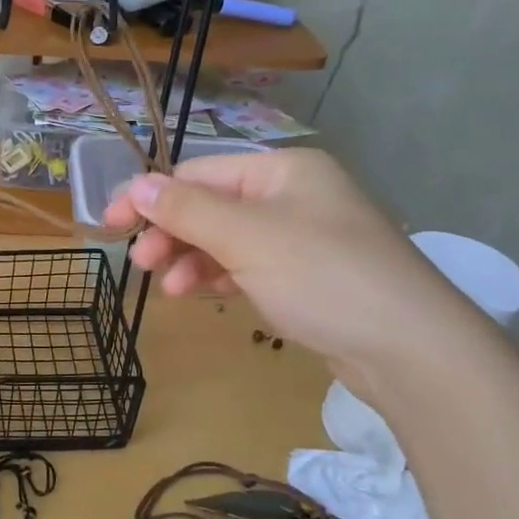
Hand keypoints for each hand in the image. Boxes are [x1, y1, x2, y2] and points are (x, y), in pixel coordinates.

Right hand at [102, 148, 486, 390]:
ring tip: (170, 288)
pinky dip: (220, 277)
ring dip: (193, 259)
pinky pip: (248, 266)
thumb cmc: (323, 276)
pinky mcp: (307, 276)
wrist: (409, 347)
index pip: (200, 174)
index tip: (110, 226)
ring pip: (227, 240)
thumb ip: (188, 210)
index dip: (151, 197)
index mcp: (282, 170)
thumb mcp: (248, 237)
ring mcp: (302, 237)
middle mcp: (293, 196)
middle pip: (212, 206)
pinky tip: (200, 293)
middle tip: (141, 264)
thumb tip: (136, 184)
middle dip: (173, 233)